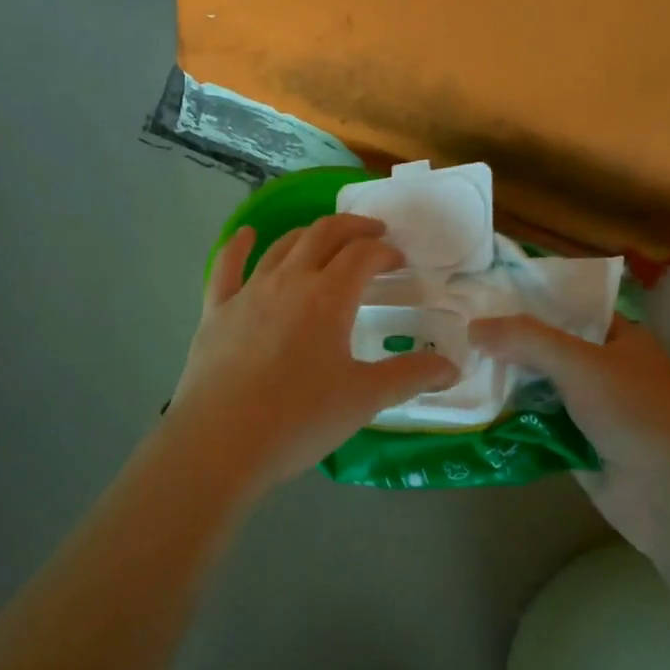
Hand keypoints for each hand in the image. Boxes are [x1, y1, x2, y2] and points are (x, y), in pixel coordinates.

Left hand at [165, 214, 458, 492]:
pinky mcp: (216, 310)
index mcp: (328, 296)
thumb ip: (410, 377)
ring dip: (308, 234)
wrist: (221, 442)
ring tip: (325, 239)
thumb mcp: (364, 399)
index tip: (398, 262)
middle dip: (352, 228)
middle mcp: (288, 280)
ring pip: (281, 245)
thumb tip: (452, 366)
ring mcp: (248, 292)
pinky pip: (226, 266)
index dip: (385, 252)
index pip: (363, 255)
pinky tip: (246, 234)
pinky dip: (239, 246)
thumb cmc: (299, 419)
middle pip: (323, 235)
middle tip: (372, 234)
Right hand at [469, 312, 669, 551]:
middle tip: (459, 335)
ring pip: (539, 389)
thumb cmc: (633, 412)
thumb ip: (525, 340)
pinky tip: (473, 411)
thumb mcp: (578, 362)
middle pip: (548, 350)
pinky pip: (536, 425)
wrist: (668, 493)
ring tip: (457, 369)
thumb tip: (473, 327)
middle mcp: (606, 370)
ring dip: (506, 385)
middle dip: (509, 346)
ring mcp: (592, 410)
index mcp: (620, 339)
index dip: (530, 303)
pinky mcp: (577, 445)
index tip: (485, 298)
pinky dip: (511, 421)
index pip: (569, 309)